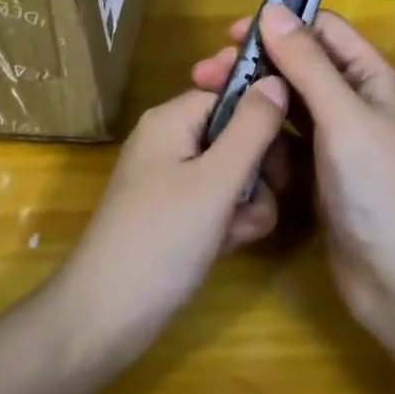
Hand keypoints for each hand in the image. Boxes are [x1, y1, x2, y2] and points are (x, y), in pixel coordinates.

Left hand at [57, 79, 289, 358]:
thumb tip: (277, 78)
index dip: (262, 117)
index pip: (230, 94)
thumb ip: (252, 129)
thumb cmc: (162, 238)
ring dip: (248, 201)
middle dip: (258, 168)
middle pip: (235, 134)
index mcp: (171, 119)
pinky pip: (218, 202)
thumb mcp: (215, 181)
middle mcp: (171, 141)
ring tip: (238, 230)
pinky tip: (228, 245)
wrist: (107, 315)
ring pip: (234, 172)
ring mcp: (172, 180)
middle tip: (265, 195)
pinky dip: (230, 221)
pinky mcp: (177, 214)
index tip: (287, 150)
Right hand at [192, 5, 394, 340]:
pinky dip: (260, 141)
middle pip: (298, 68)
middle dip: (255, 66)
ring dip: (252, 104)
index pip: (323, 31)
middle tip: (204, 75)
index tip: (231, 36)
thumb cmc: (382, 190)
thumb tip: (272, 9)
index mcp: (370, 79)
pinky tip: (230, 146)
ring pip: (287, 108)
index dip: (280, 25)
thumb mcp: (344, 117)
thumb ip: (308, 63)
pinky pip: (283, 146)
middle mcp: (353, 105)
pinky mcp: (319, 179)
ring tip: (206, 107)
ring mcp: (336, 145)